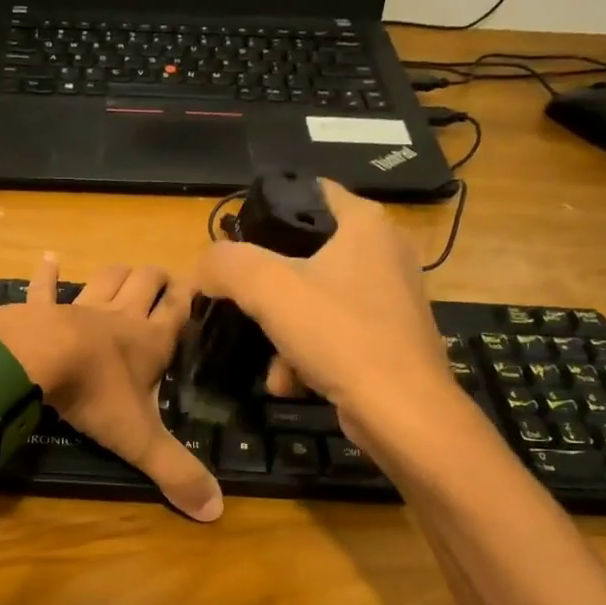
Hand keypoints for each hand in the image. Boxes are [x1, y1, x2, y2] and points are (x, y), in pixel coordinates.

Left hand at [0, 254, 222, 522]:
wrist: (35, 362)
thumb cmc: (94, 395)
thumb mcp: (140, 439)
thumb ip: (176, 472)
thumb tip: (216, 511)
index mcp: (149, 341)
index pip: (179, 309)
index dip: (191, 297)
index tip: (200, 288)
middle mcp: (120, 316)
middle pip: (146, 282)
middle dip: (157, 279)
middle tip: (164, 283)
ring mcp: (79, 307)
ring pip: (106, 278)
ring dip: (117, 274)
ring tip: (125, 273)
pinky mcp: (41, 309)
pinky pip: (45, 287)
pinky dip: (47, 275)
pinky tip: (48, 259)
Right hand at [195, 179, 469, 444]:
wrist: (401, 411)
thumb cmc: (340, 335)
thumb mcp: (269, 289)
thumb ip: (226, 265)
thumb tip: (204, 266)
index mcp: (365, 224)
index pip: (308, 193)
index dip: (265, 212)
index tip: (234, 244)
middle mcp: (383, 253)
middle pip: (304, 255)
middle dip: (267, 289)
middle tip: (241, 305)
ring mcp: (388, 298)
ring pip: (312, 301)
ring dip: (281, 333)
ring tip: (272, 364)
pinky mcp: (386, 338)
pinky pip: (331, 335)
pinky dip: (306, 356)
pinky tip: (292, 382)